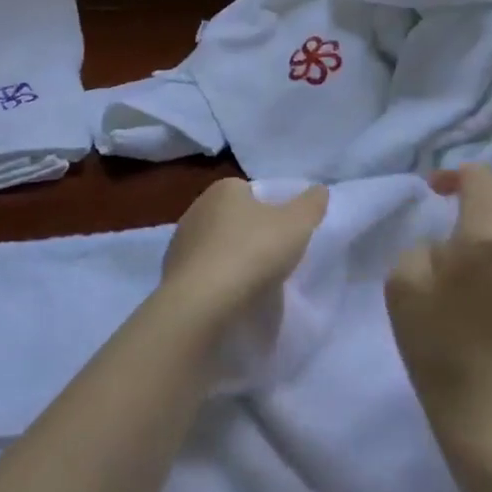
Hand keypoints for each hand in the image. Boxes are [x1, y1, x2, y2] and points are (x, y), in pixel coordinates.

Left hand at [162, 178, 328, 323]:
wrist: (201, 302)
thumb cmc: (252, 252)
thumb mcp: (296, 225)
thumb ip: (311, 204)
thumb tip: (319, 190)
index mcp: (224, 189)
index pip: (253, 193)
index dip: (272, 211)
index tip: (285, 235)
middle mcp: (198, 207)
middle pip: (234, 219)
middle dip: (252, 235)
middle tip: (273, 260)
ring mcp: (181, 240)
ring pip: (217, 246)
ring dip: (232, 260)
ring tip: (253, 285)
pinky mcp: (172, 272)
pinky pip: (203, 272)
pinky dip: (216, 281)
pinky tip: (230, 298)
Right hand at [386, 165, 491, 457]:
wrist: (490, 418)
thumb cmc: (437, 347)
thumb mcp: (401, 285)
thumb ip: (420, 248)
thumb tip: (444, 248)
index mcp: (485, 237)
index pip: (481, 177)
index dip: (454, 174)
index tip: (433, 192)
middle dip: (482, 190)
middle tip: (453, 209)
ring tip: (469, 253)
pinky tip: (487, 294)